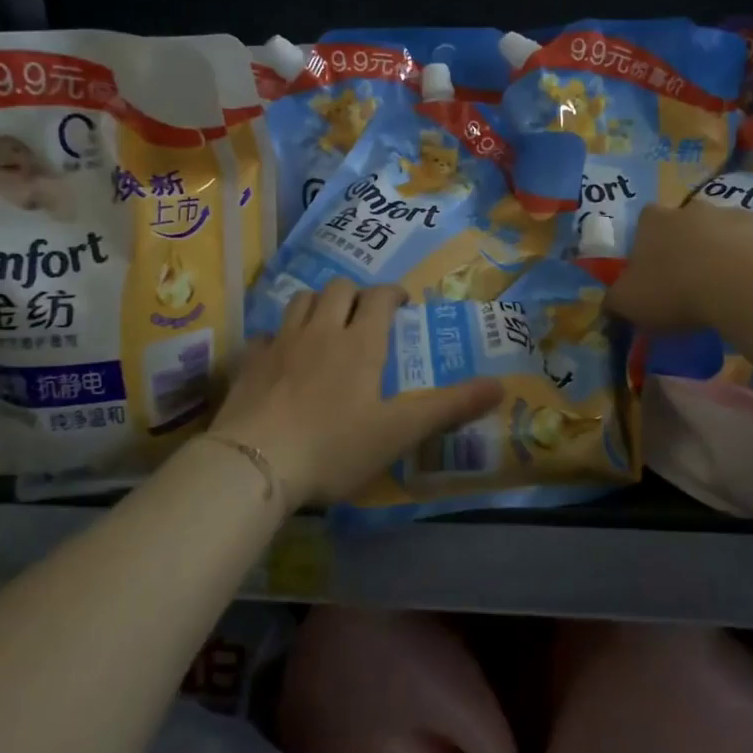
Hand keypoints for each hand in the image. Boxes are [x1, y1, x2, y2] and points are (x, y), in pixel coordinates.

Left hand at [211, 280, 503, 506]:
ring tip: (328, 325)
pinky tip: (283, 356)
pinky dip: (281, 335)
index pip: (380, 297)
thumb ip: (449, 407)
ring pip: (302, 301)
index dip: (394, 294)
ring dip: (319, 304)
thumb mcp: (400, 431)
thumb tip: (501, 386)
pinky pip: (268, 333)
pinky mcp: (250, 362)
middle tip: (366, 316)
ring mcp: (281, 343)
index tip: (402, 304)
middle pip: (339, 289)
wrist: (255, 463)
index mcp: (360, 341)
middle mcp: (321, 330)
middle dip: (356, 294)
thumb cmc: (335, 445)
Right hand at [608, 202, 752, 328]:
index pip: (644, 223)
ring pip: (727, 233)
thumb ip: (615, 301)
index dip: (648, 247)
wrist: (745, 282)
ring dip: (726, 254)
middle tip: (692, 284)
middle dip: (689, 248)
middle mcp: (693, 209)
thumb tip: (610, 304)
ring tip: (730, 291)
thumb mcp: (629, 304)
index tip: (654, 273)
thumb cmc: (676, 290)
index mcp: (654, 222)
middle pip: (687, 224)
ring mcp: (736, 214)